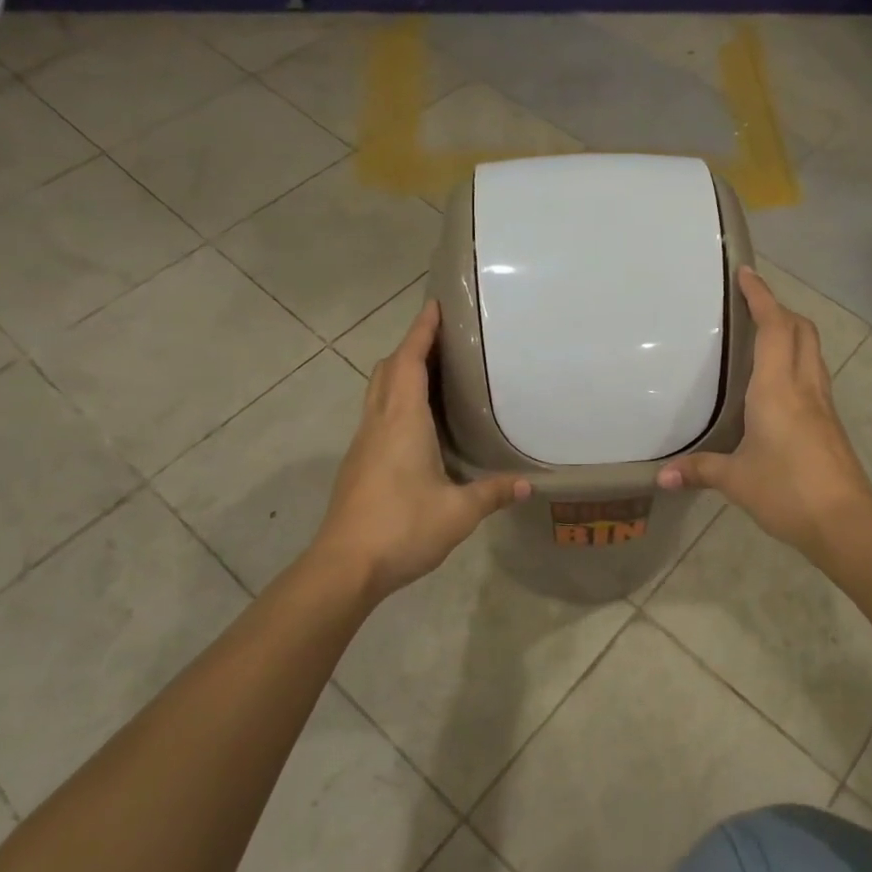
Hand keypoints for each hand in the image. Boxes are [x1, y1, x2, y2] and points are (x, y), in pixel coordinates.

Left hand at [313, 300, 528, 603]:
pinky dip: (396, 399)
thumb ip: (492, 493)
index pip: (410, 362)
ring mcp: (363, 443)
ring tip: (433, 372)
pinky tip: (418, 422)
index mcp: (402, 421)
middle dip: (411, 346)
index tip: (434, 305)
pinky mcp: (358, 463)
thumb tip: (527, 484)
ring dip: (400, 372)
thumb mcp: (458, 512)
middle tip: (442, 338)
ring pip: (378, 391)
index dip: (421, 332)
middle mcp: (379, 423)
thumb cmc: (402, 528)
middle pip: (389, 370)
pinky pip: (377, 414)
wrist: (344, 566)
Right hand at [657, 266, 871, 556]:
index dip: (761, 297)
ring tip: (764, 334)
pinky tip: (779, 382)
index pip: (773, 327)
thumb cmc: (787, 491)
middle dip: (778, 309)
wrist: (845, 521)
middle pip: (801, 330)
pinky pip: (814, 373)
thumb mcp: (736, 480)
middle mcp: (804, 386)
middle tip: (752, 305)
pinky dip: (797, 359)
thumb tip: (661, 477)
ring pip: (812, 350)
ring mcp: (822, 403)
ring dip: (792, 332)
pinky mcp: (830, 422)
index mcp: (777, 388)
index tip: (746, 273)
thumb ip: (699, 471)